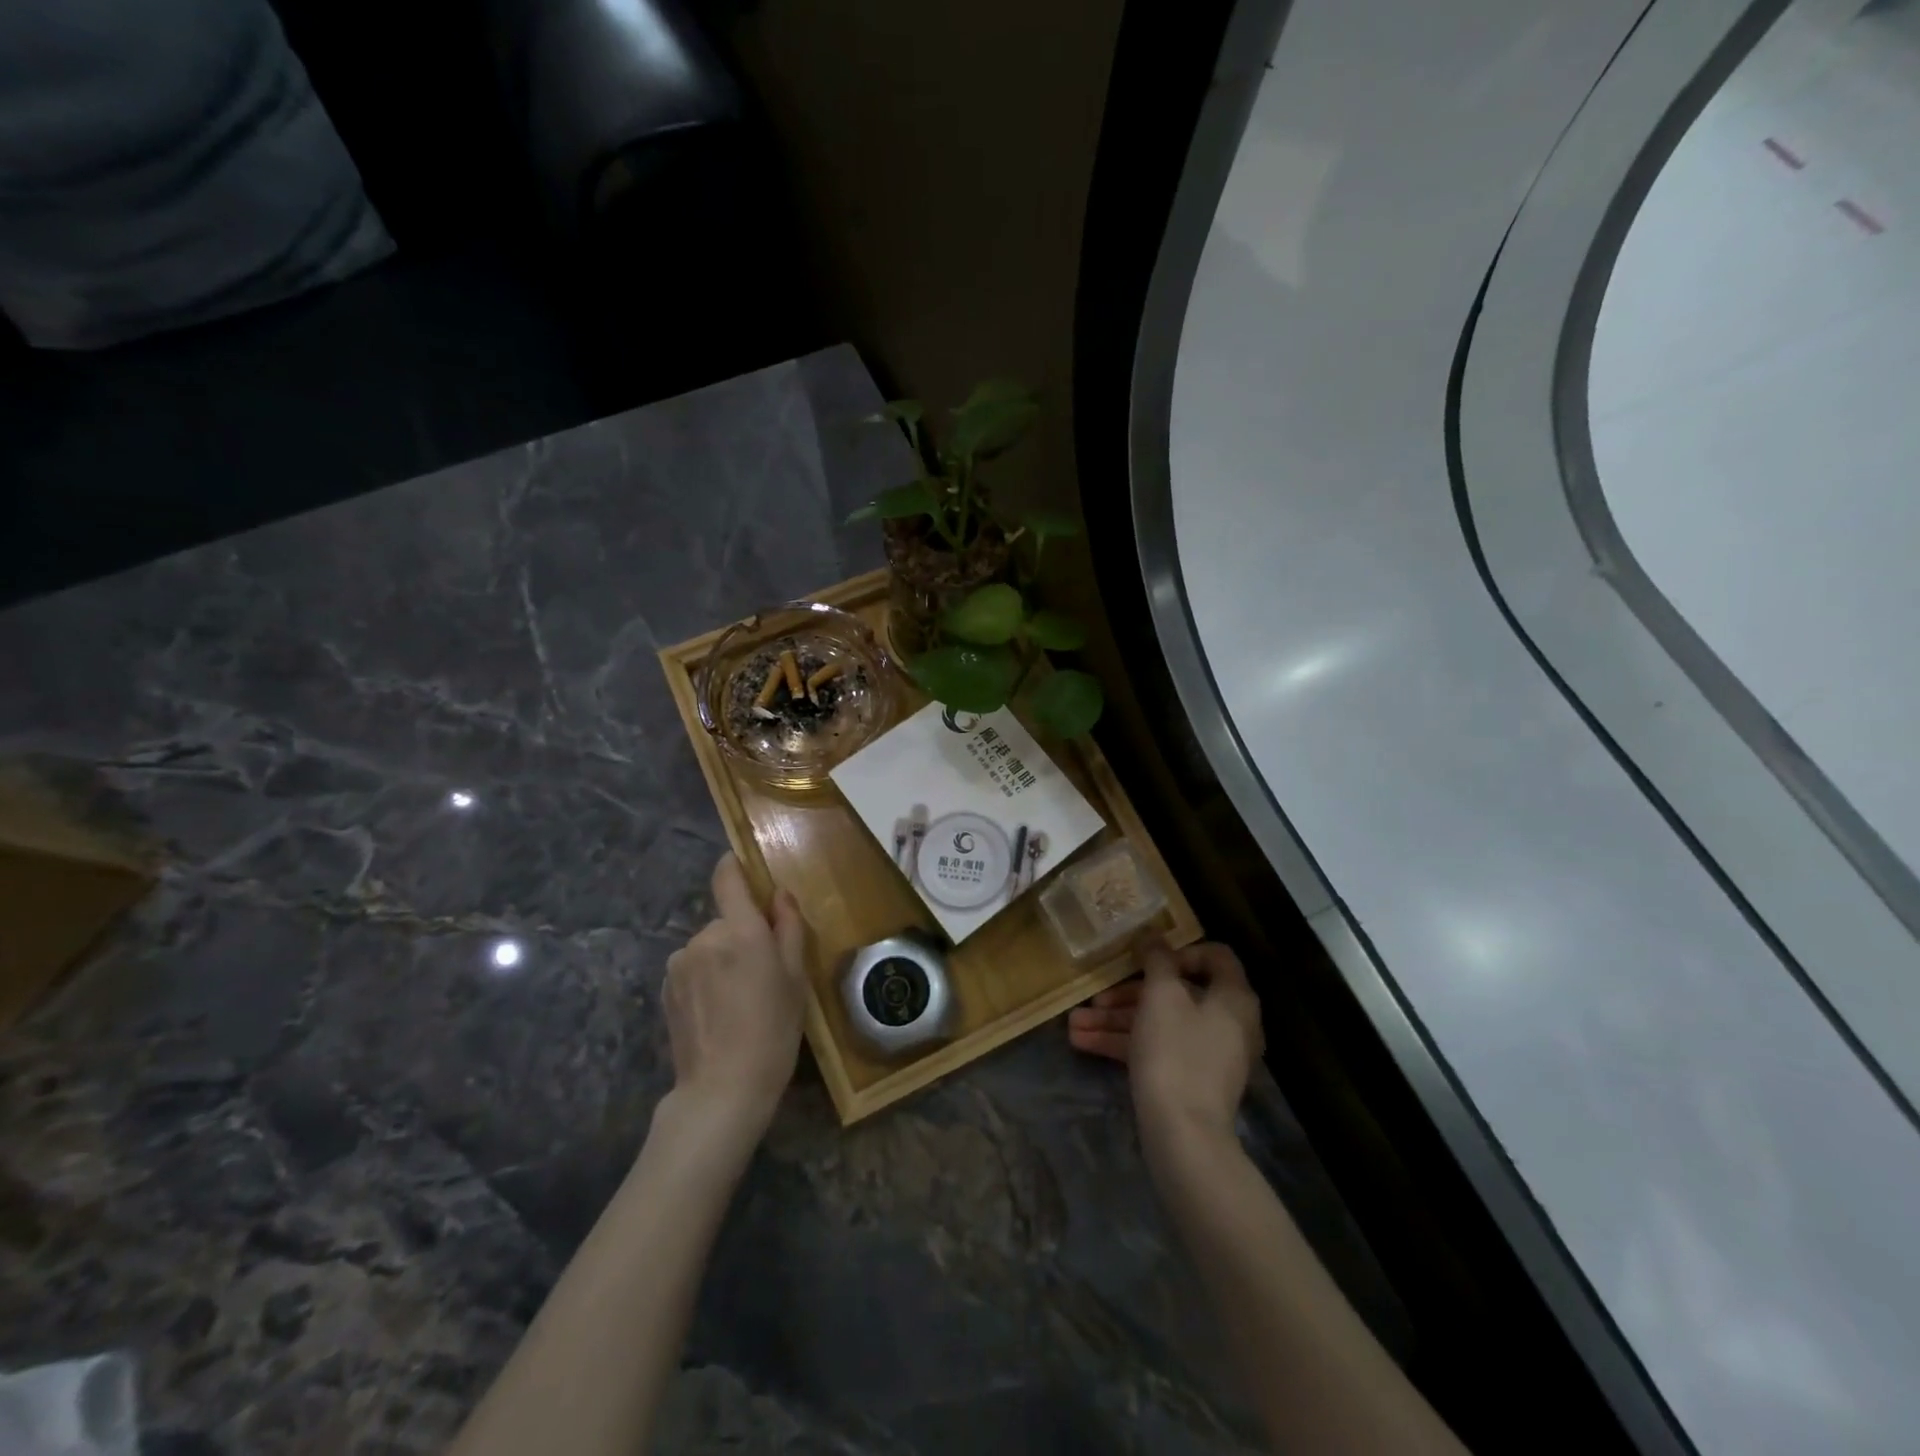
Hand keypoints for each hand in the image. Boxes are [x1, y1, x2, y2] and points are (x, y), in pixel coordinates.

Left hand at [663, 853, 808, 1136]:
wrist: (723, 1088)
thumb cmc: (773, 1030)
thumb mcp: (796, 977)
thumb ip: (788, 927)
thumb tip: (779, 894)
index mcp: (741, 930)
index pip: (727, 878)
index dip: (733, 867)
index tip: (743, 868)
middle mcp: (705, 936)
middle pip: (726, 920)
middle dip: (742, 935)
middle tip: (762, 973)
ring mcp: (680, 962)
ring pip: (709, 945)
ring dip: (722, 959)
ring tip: (738, 999)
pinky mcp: (665, 987)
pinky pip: (692, 967)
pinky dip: (705, 978)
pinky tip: (717, 1011)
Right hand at [1068, 939, 1263, 1145]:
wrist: (1183, 1134)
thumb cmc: (1175, 1051)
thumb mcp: (1161, 995)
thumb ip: (1157, 960)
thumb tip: (1155, 936)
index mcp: (1233, 998)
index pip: (1215, 956)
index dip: (1179, 951)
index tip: (1145, 960)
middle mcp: (1227, 1022)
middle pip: (1176, 993)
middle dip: (1128, 993)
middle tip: (1094, 997)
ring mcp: (1208, 1054)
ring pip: (1159, 1023)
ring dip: (1116, 1020)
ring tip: (1074, 1024)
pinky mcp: (1189, 1080)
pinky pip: (1157, 1049)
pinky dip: (1124, 1044)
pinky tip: (1083, 1043)